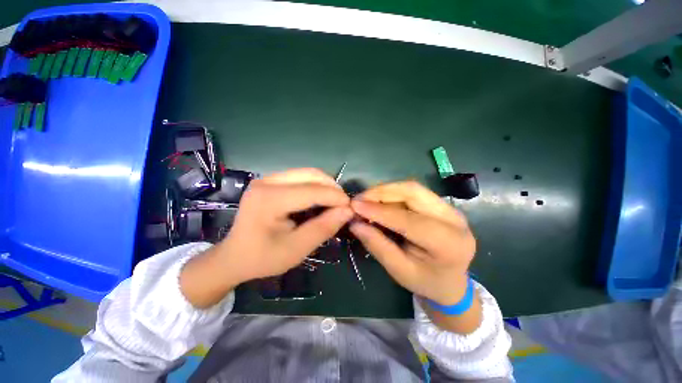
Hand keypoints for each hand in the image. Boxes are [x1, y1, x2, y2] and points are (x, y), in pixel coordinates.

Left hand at [222, 168, 352, 281]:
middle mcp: (267, 182)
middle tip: (343, 205)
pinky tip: (320, 198)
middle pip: (310, 175)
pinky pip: (299, 177)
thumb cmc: (263, 258)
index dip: (335, 197)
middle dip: (332, 188)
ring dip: (325, 185)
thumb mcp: (296, 249)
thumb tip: (347, 211)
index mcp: (269, 199)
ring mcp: (267, 179)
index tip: (351, 208)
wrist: (233, 257)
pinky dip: (315, 186)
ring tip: (334, 201)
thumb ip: (323, 228)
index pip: (312, 191)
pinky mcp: (269, 181)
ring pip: (306, 173)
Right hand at [349, 181, 475, 305]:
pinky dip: (392, 193)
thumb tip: (354, 224)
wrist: (451, 281)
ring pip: (412, 188)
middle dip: (382, 192)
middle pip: (413, 192)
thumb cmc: (425, 281)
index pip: (409, 220)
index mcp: (449, 244)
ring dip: (385, 191)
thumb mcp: (399, 270)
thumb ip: (378, 246)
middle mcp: (454, 219)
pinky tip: (379, 201)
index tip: (355, 206)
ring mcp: (450, 208)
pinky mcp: (442, 204)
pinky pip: (413, 192)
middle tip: (360, 199)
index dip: (379, 211)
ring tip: (366, 199)